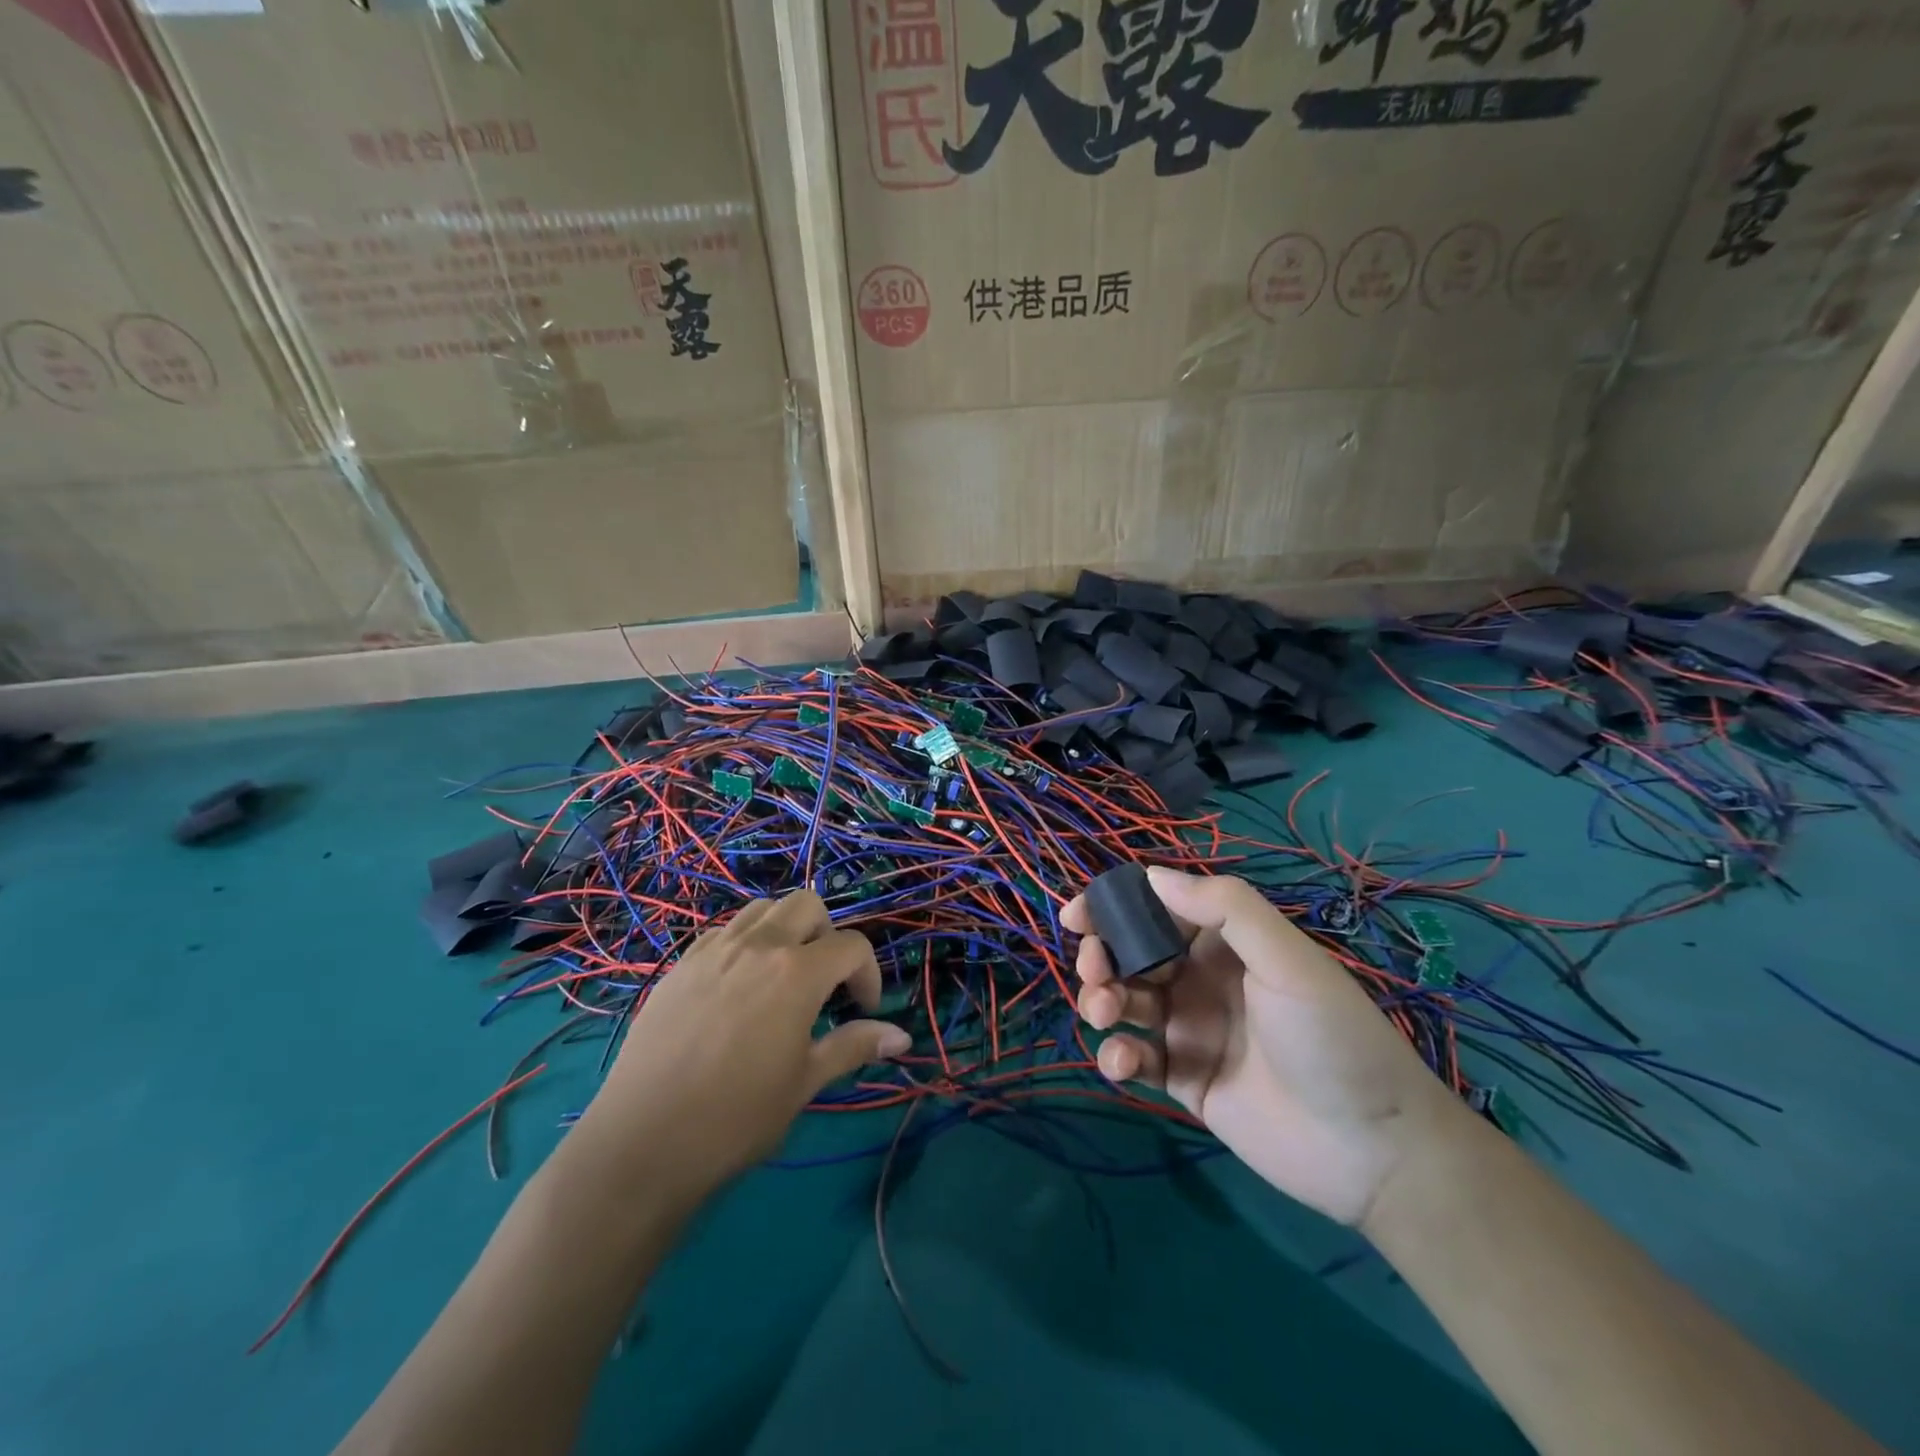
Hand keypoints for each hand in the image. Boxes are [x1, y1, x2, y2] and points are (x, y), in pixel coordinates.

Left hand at [567, 890, 910, 1205]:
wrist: (642, 1143)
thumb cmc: (736, 1118)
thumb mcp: (804, 1083)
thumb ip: (854, 1047)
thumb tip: (903, 1036)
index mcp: (796, 972)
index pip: (852, 946)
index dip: (869, 974)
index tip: (863, 1010)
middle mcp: (757, 945)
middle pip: (808, 904)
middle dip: (828, 935)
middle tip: (825, 981)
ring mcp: (713, 950)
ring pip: (763, 909)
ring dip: (785, 930)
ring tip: (782, 976)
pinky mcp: (680, 965)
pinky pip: (723, 931)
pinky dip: (745, 943)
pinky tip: (738, 987)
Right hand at [1064, 868, 1468, 1226]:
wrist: (1373, 1150)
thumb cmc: (1330, 1037)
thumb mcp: (1287, 960)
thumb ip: (1224, 909)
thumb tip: (1151, 873)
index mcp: (1225, 944)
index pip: (1158, 911)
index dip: (1115, 908)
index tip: (1077, 915)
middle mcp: (1202, 980)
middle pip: (1132, 956)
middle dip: (1102, 956)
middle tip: (1094, 970)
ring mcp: (1191, 1031)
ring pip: (1127, 1003)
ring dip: (1102, 1001)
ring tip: (1104, 1013)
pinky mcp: (1184, 1080)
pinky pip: (1136, 1058)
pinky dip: (1118, 1055)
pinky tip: (1123, 1062)